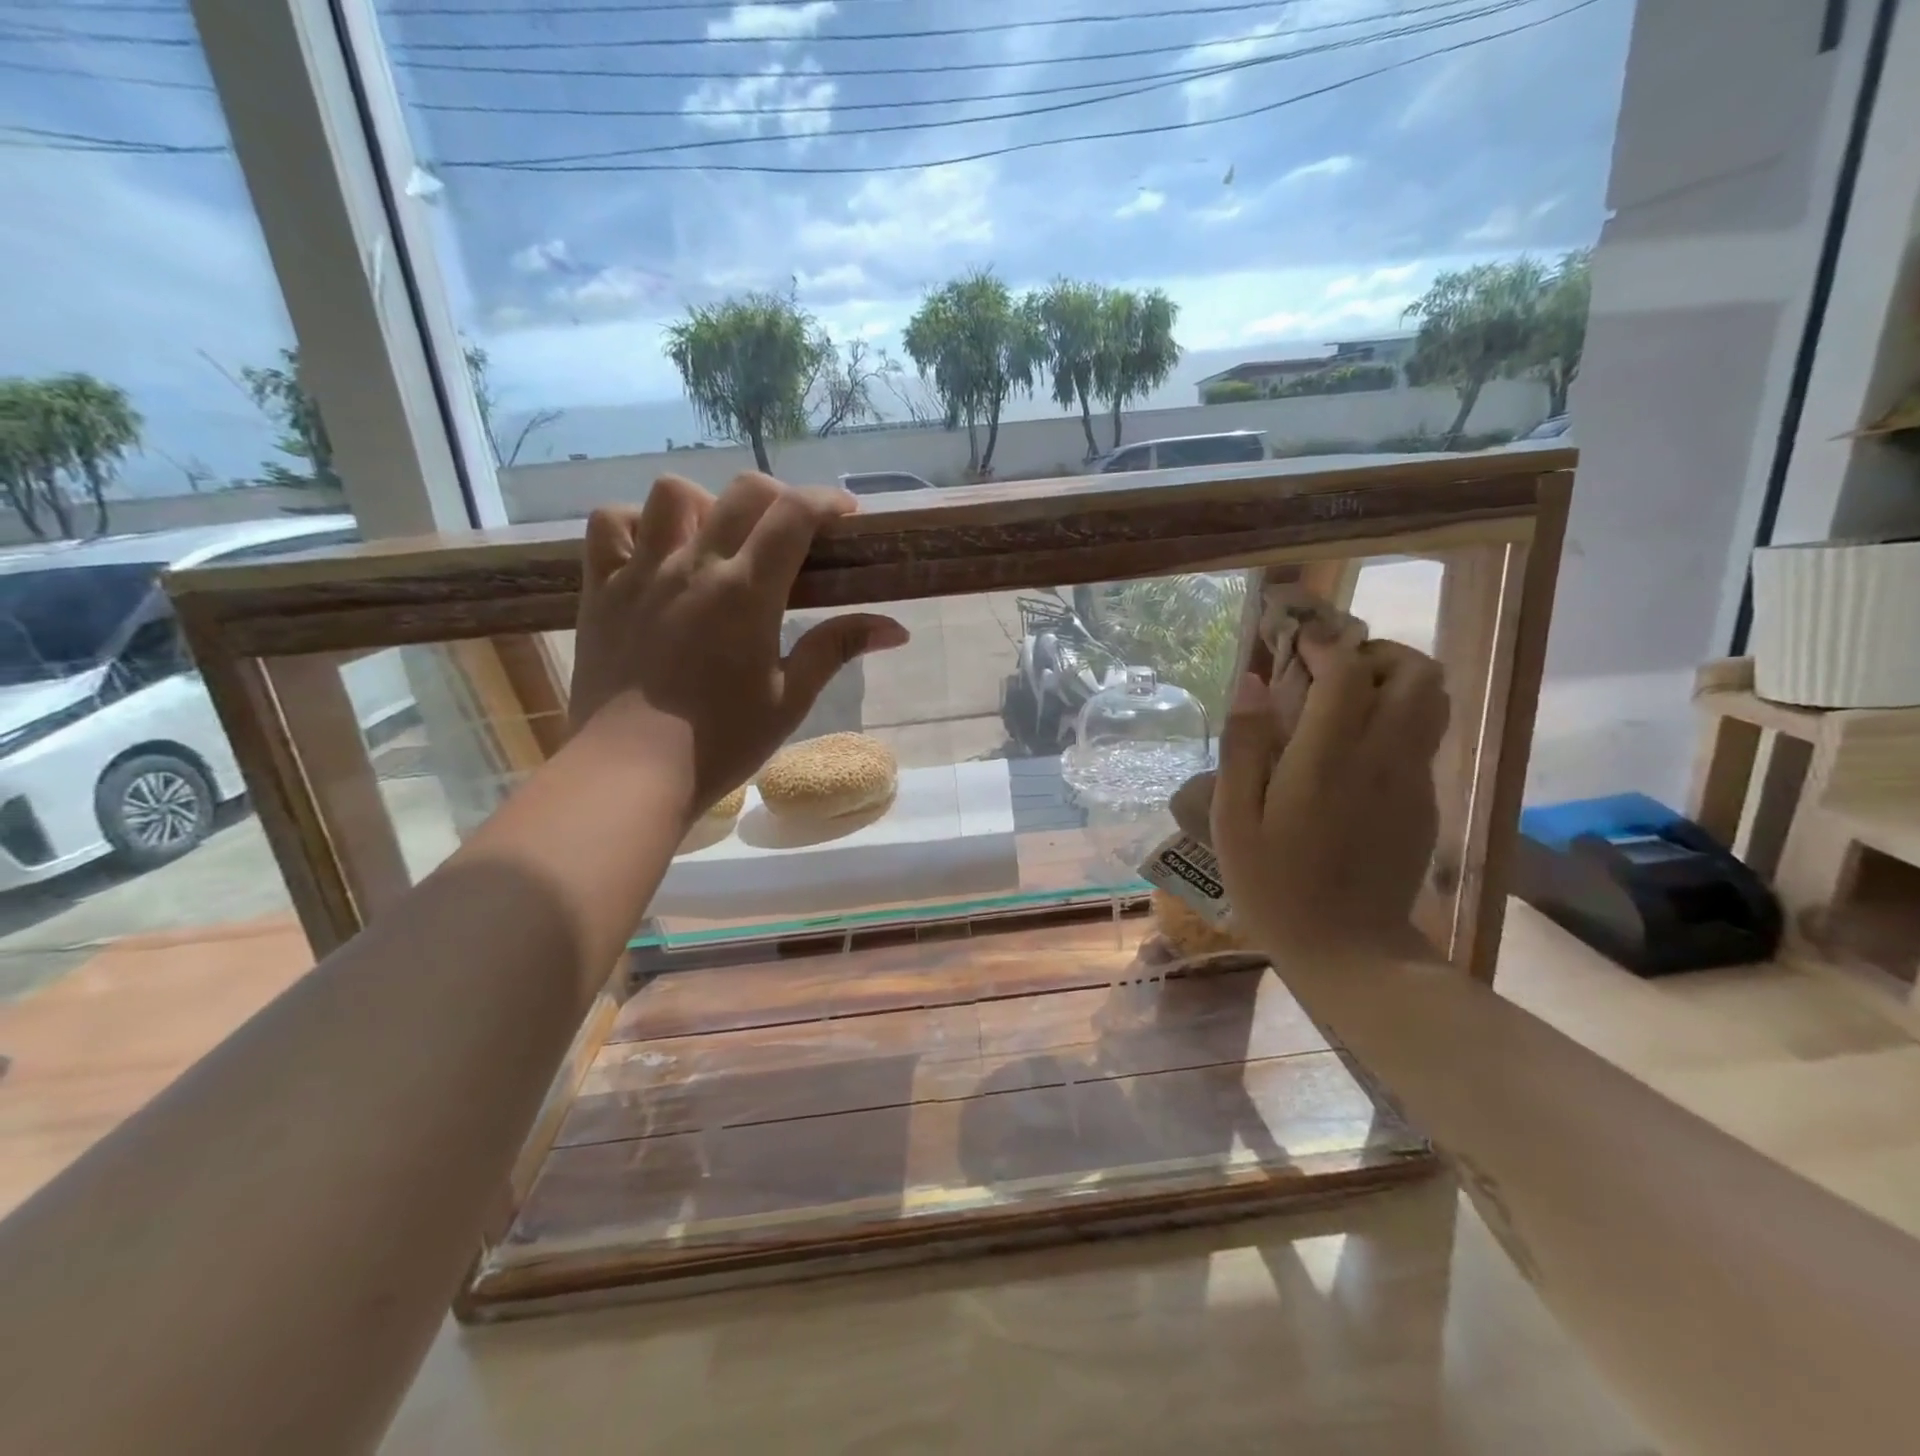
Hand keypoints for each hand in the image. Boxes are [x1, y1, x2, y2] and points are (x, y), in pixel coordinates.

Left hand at [568, 473, 908, 819]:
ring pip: (671, 493)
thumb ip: (837, 649)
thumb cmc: (721, 741)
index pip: (793, 514)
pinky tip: (655, 552)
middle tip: (791, 533)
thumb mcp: (791, 698)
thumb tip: (895, 628)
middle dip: (779, 498)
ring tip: (716, 539)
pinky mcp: (601, 590)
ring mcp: (641, 572)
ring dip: (705, 503)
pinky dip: (636, 524)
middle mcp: (694, 566)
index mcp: (747, 592)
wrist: (632, 771)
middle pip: (742, 492)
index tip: (845, 514)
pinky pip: (610, 526)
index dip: (826, 501)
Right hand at [1210, 629, 1447, 960]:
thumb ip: (1243, 745)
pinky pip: (1423, 737)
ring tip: (1346, 702)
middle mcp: (1383, 757)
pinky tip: (1354, 750)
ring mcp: (1414, 779)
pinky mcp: (1426, 801)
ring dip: (1394, 682)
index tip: (1297, 643)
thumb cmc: (1274, 886)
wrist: (1349, 951)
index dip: (1325, 645)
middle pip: (1415, 672)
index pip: (1347, 672)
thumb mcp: (1234, 819)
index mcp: (1328, 759)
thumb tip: (1252, 682)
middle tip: (1330, 672)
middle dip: (1375, 654)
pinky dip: (1397, 719)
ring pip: (1433, 700)